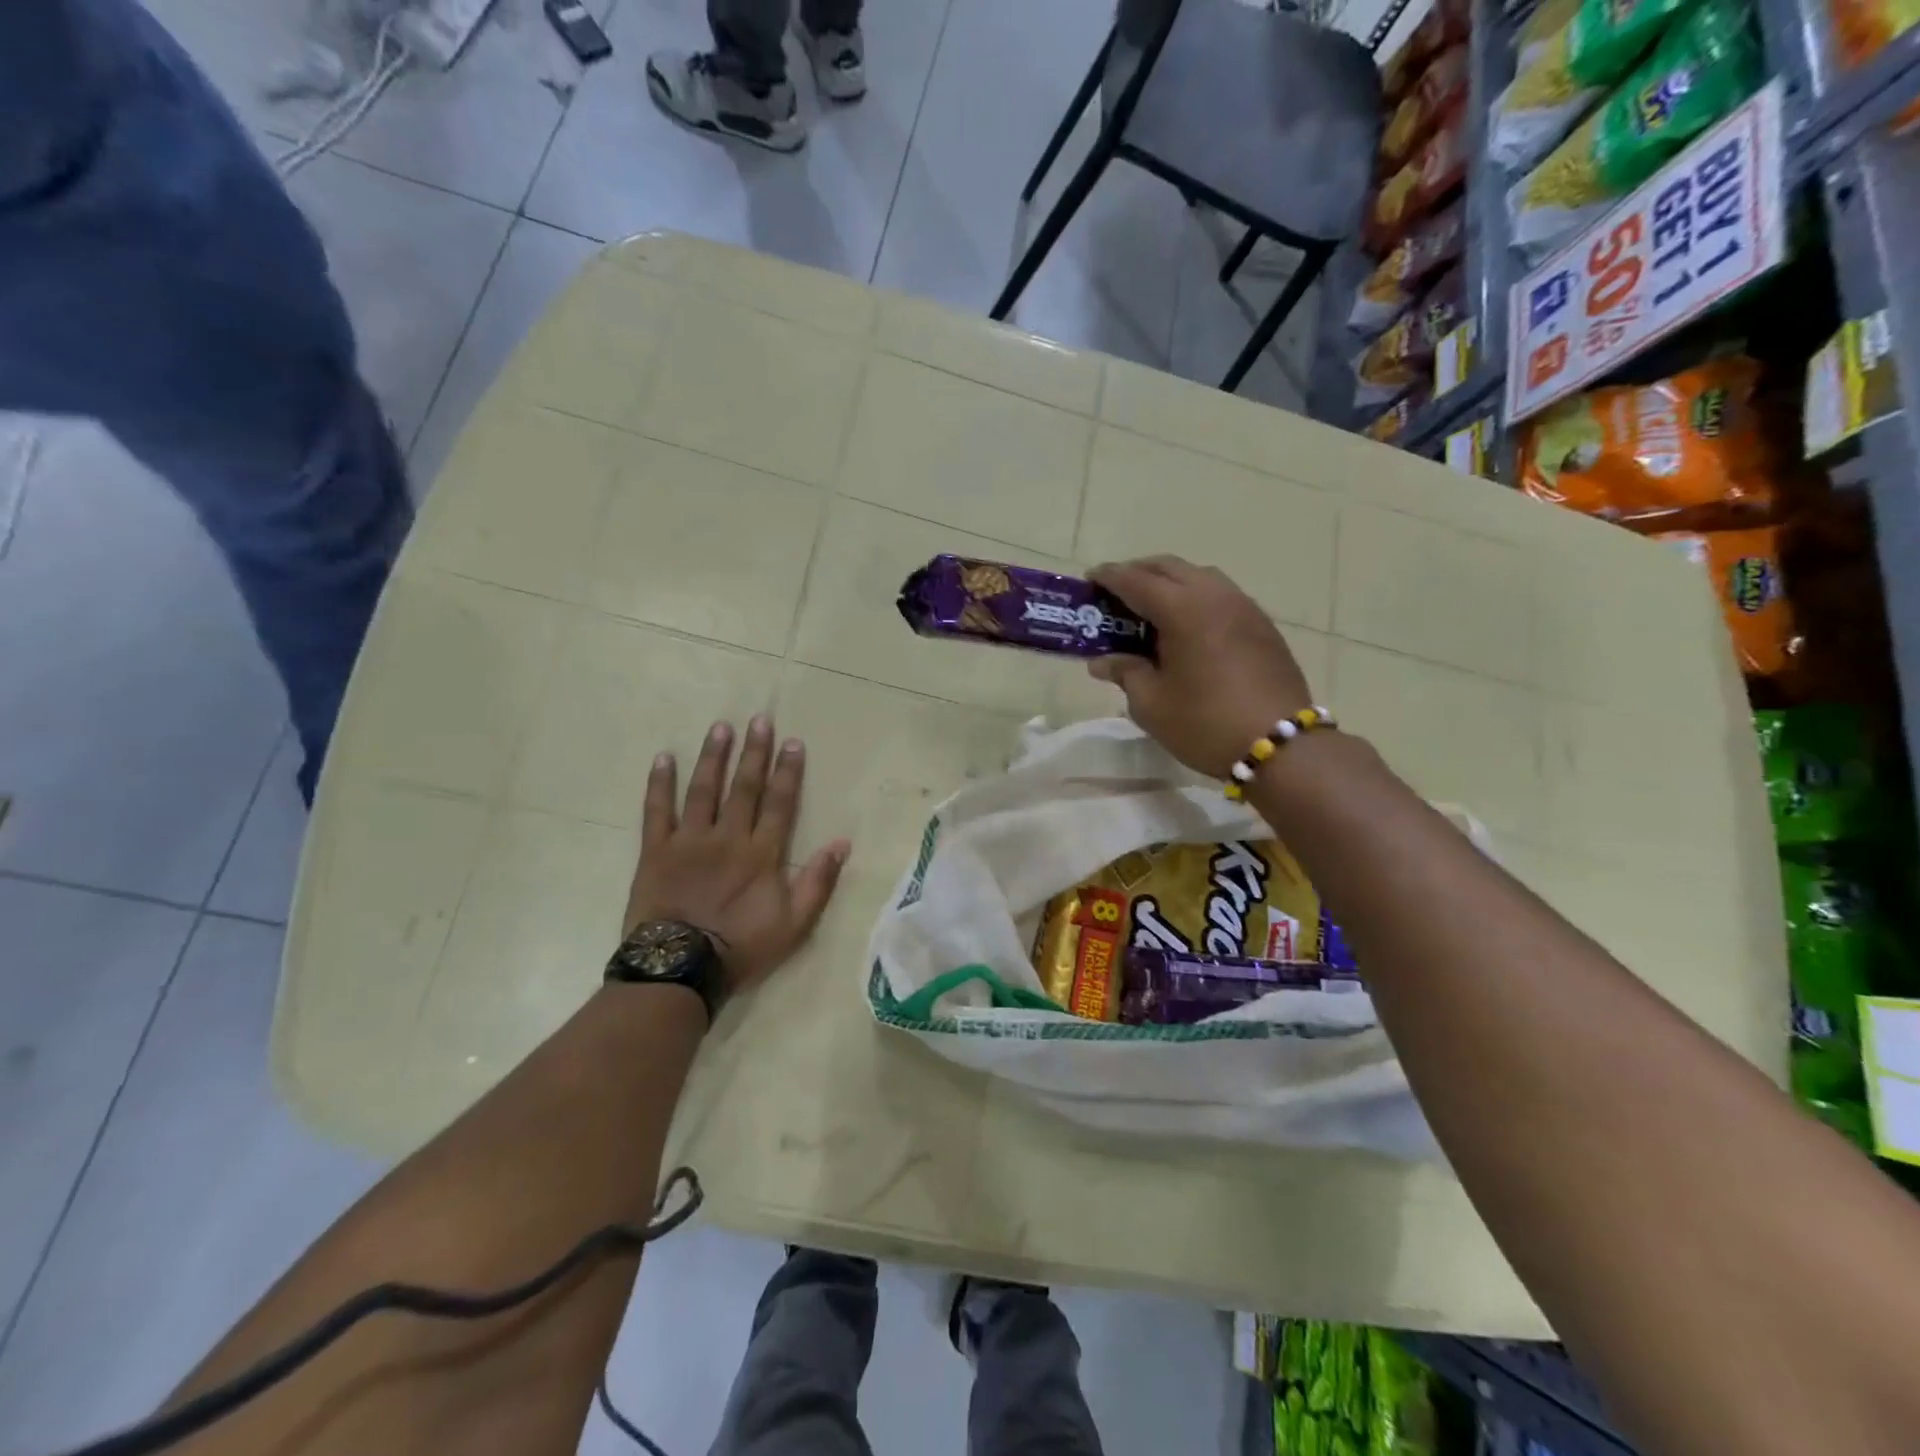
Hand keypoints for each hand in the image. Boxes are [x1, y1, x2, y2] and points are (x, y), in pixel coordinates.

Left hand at [623, 716, 850, 998]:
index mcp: (762, 853)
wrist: (680, 967)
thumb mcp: (794, 924)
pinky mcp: (656, 851)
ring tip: (720, 727)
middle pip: (744, 788)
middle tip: (759, 720)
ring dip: (713, 757)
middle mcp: (728, 837)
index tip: (792, 742)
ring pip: (703, 790)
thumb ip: (818, 882)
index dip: (787, 771)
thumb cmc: (742, 947)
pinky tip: (664, 758)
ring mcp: (689, 841)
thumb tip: (842, 843)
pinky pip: (657, 811)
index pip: (779, 803)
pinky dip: (660, 784)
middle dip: (754, 753)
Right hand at [1089, 556, 1313, 778]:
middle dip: (1138, 572)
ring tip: (1150, 607)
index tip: (1090, 579)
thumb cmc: (1205, 724)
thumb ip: (1125, 673)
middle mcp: (1215, 595)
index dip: (1109, 577)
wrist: (1281, 746)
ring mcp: (1244, 606)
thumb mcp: (1152, 704)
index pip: (1136, 581)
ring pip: (1199, 576)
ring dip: (1170, 582)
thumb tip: (1102, 661)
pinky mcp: (1261, 624)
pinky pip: (1220, 594)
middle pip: (1169, 567)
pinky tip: (1186, 625)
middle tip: (1115, 592)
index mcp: (1183, 609)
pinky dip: (1195, 597)